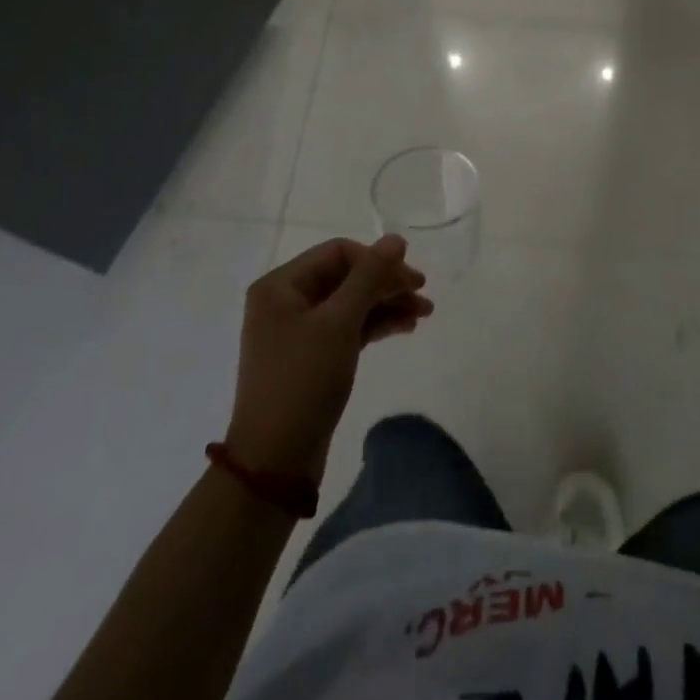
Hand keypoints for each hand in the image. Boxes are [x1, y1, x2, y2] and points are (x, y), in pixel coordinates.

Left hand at [224, 235, 432, 483]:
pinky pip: (347, 327)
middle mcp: (286, 301)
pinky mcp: (311, 356)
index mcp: (280, 285)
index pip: (338, 253)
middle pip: (346, 277)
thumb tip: (396, 239)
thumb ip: (370, 277)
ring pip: (350, 303)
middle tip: (424, 295)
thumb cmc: (303, 381)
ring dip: (386, 304)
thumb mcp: (339, 324)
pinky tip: (404, 328)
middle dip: (386, 283)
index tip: (413, 279)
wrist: (275, 460)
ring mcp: (298, 330)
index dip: (377, 260)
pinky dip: (375, 325)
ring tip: (424, 314)